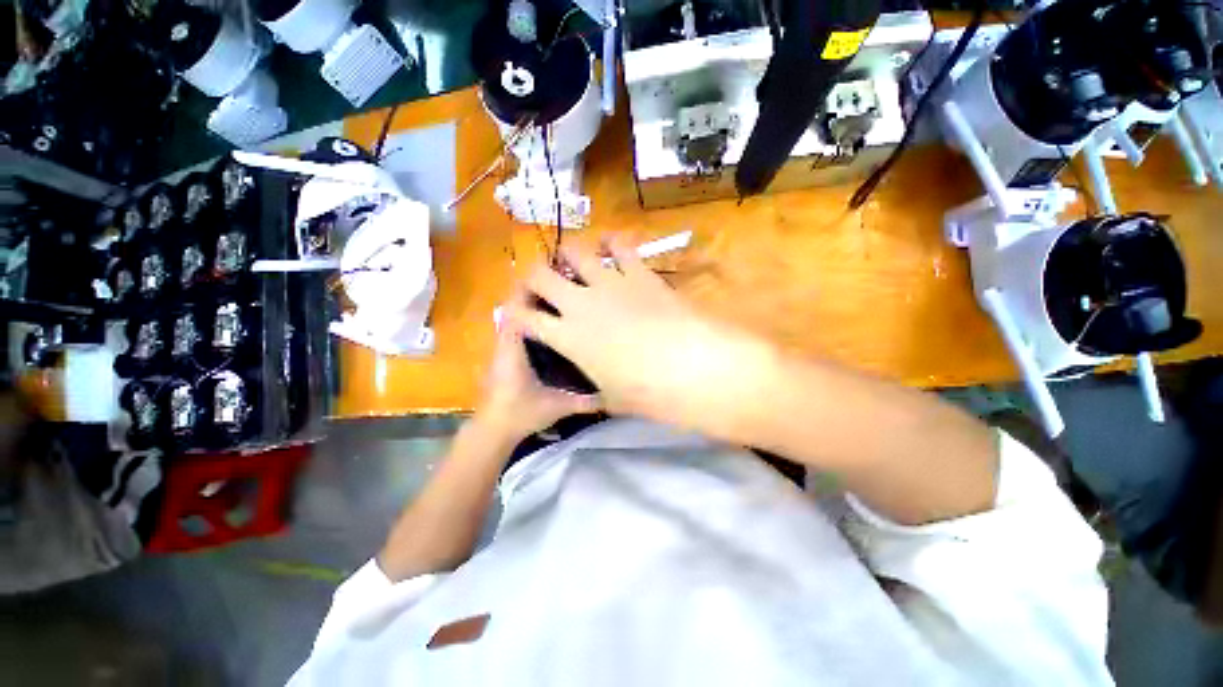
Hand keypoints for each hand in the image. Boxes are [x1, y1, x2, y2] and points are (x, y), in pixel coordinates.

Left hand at [475, 291, 601, 442]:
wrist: (492, 431)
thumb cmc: (521, 414)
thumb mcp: (557, 406)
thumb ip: (584, 401)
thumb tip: (611, 395)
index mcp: (513, 348)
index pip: (516, 308)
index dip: (529, 290)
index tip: (551, 278)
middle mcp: (504, 342)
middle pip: (514, 308)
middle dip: (534, 294)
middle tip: (561, 286)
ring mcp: (501, 349)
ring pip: (513, 318)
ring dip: (530, 307)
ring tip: (557, 300)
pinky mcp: (502, 356)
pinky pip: (514, 330)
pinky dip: (528, 321)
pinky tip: (547, 325)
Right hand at [504, 237, 773, 429]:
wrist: (692, 368)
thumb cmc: (648, 392)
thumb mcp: (613, 398)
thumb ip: (596, 390)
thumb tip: (595, 391)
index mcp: (567, 337)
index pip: (525, 318)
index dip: (515, 314)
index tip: (516, 314)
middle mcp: (581, 303)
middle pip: (540, 276)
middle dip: (533, 277)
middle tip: (541, 283)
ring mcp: (610, 283)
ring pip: (576, 252)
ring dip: (568, 254)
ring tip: (572, 261)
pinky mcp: (639, 273)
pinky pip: (622, 247)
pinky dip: (613, 242)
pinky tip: (611, 245)